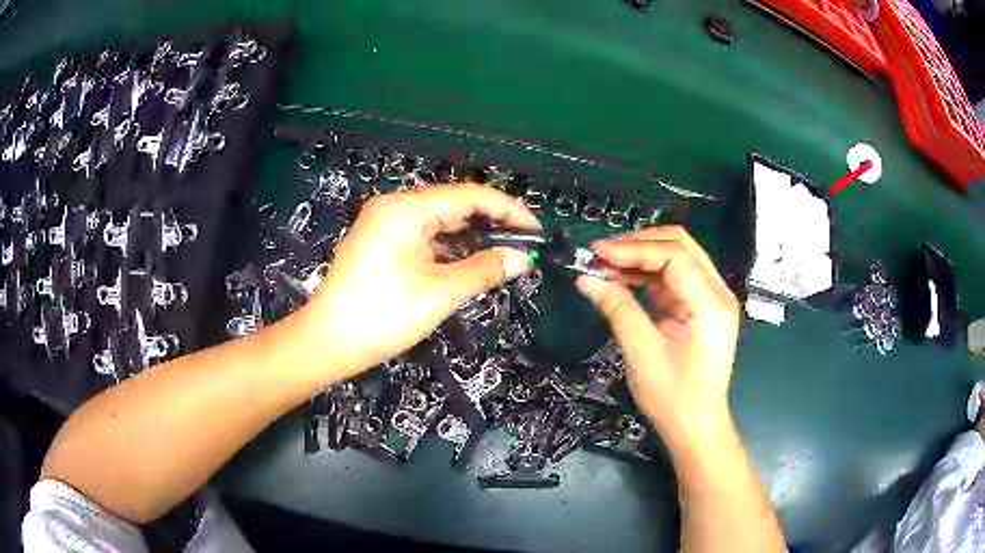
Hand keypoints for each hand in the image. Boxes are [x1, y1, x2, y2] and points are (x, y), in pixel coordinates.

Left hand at [302, 184, 538, 380]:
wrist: (329, 341)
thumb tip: (523, 259)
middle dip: (490, 222)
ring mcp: (385, 224)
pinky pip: (423, 237)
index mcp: (406, 208)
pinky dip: (449, 248)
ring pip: (439, 222)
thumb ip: (485, 270)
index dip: (507, 209)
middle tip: (524, 242)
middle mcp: (395, 207)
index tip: (535, 229)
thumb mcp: (440, 292)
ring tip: (504, 252)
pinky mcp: (381, 243)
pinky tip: (470, 260)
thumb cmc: (383, 314)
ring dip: (471, 236)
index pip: (468, 196)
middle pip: (453, 205)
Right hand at [575, 226, 739, 443]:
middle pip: (680, 245)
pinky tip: (622, 278)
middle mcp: (717, 292)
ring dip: (640, 257)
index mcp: (711, 303)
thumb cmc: (673, 397)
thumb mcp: (642, 353)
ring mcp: (710, 297)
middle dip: (638, 244)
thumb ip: (618, 309)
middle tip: (600, 255)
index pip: (675, 256)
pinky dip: (646, 274)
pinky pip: (673, 277)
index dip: (634, 248)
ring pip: (676, 257)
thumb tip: (585, 278)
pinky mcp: (699, 306)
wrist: (695, 425)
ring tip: (604, 265)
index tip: (597, 252)